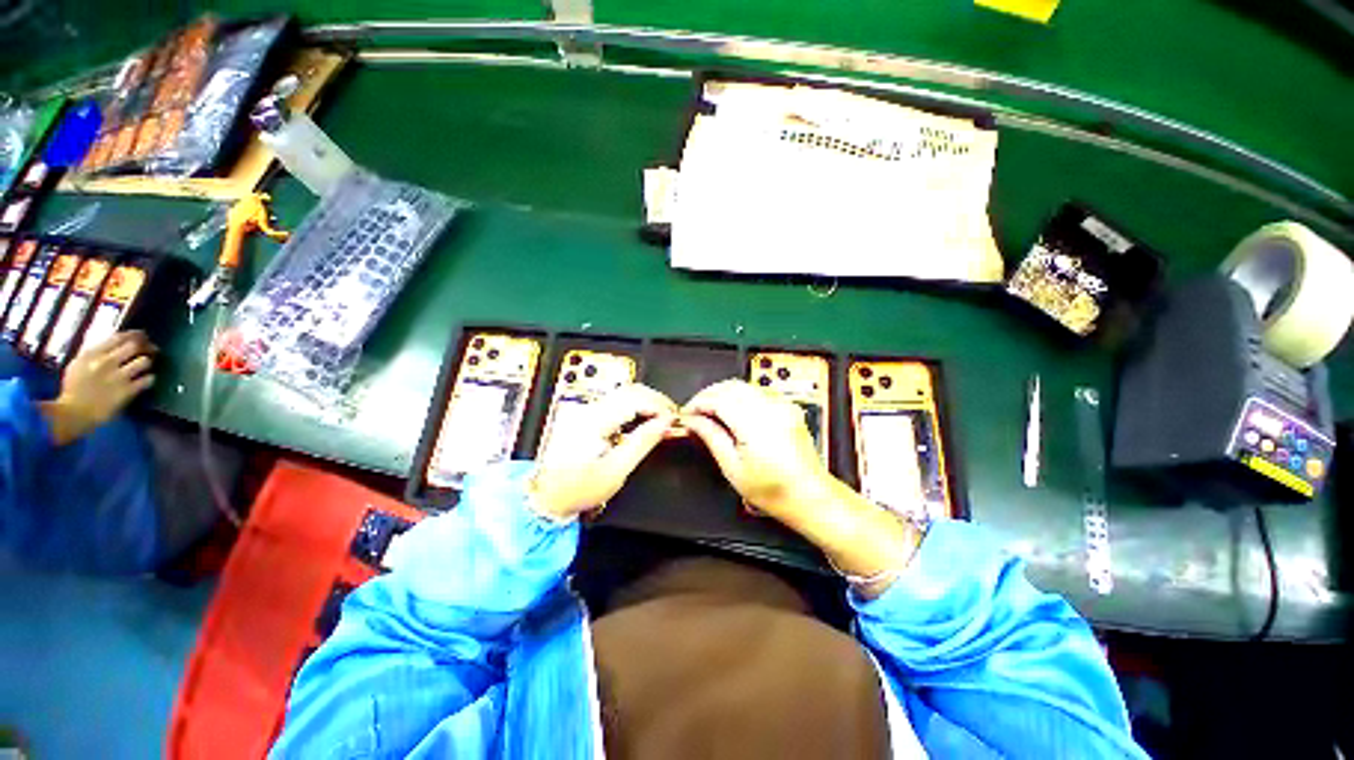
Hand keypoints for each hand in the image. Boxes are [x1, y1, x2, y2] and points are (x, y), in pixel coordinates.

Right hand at [40, 332, 156, 444]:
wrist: (73, 413)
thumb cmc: (74, 388)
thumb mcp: (79, 363)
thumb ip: (97, 353)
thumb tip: (116, 343)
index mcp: (93, 353)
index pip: (119, 337)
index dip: (135, 335)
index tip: (142, 336)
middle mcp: (106, 362)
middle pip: (135, 346)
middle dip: (146, 346)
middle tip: (152, 350)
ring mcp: (118, 377)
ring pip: (144, 361)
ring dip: (148, 363)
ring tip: (145, 367)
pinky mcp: (126, 391)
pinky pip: (147, 380)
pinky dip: (149, 379)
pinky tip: (146, 380)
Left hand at [528, 384, 678, 520]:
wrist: (545, 497)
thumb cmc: (576, 490)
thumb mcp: (616, 471)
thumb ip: (642, 442)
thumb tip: (663, 423)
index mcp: (592, 420)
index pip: (634, 398)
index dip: (659, 405)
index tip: (673, 417)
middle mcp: (586, 409)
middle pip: (630, 390)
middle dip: (655, 400)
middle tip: (671, 416)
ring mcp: (583, 410)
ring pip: (623, 393)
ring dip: (646, 402)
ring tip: (661, 419)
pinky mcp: (583, 414)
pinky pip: (615, 402)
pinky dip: (634, 408)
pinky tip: (643, 420)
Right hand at [682, 380, 921, 593]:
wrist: (809, 495)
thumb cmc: (772, 490)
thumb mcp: (733, 468)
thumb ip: (711, 437)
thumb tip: (693, 420)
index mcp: (755, 425)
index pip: (719, 399)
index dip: (698, 403)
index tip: (687, 413)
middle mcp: (771, 408)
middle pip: (731, 386)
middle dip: (709, 394)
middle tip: (696, 411)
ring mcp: (782, 405)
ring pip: (744, 385)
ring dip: (724, 393)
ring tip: (712, 411)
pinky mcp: (787, 406)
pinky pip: (758, 391)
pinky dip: (740, 395)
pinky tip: (733, 410)